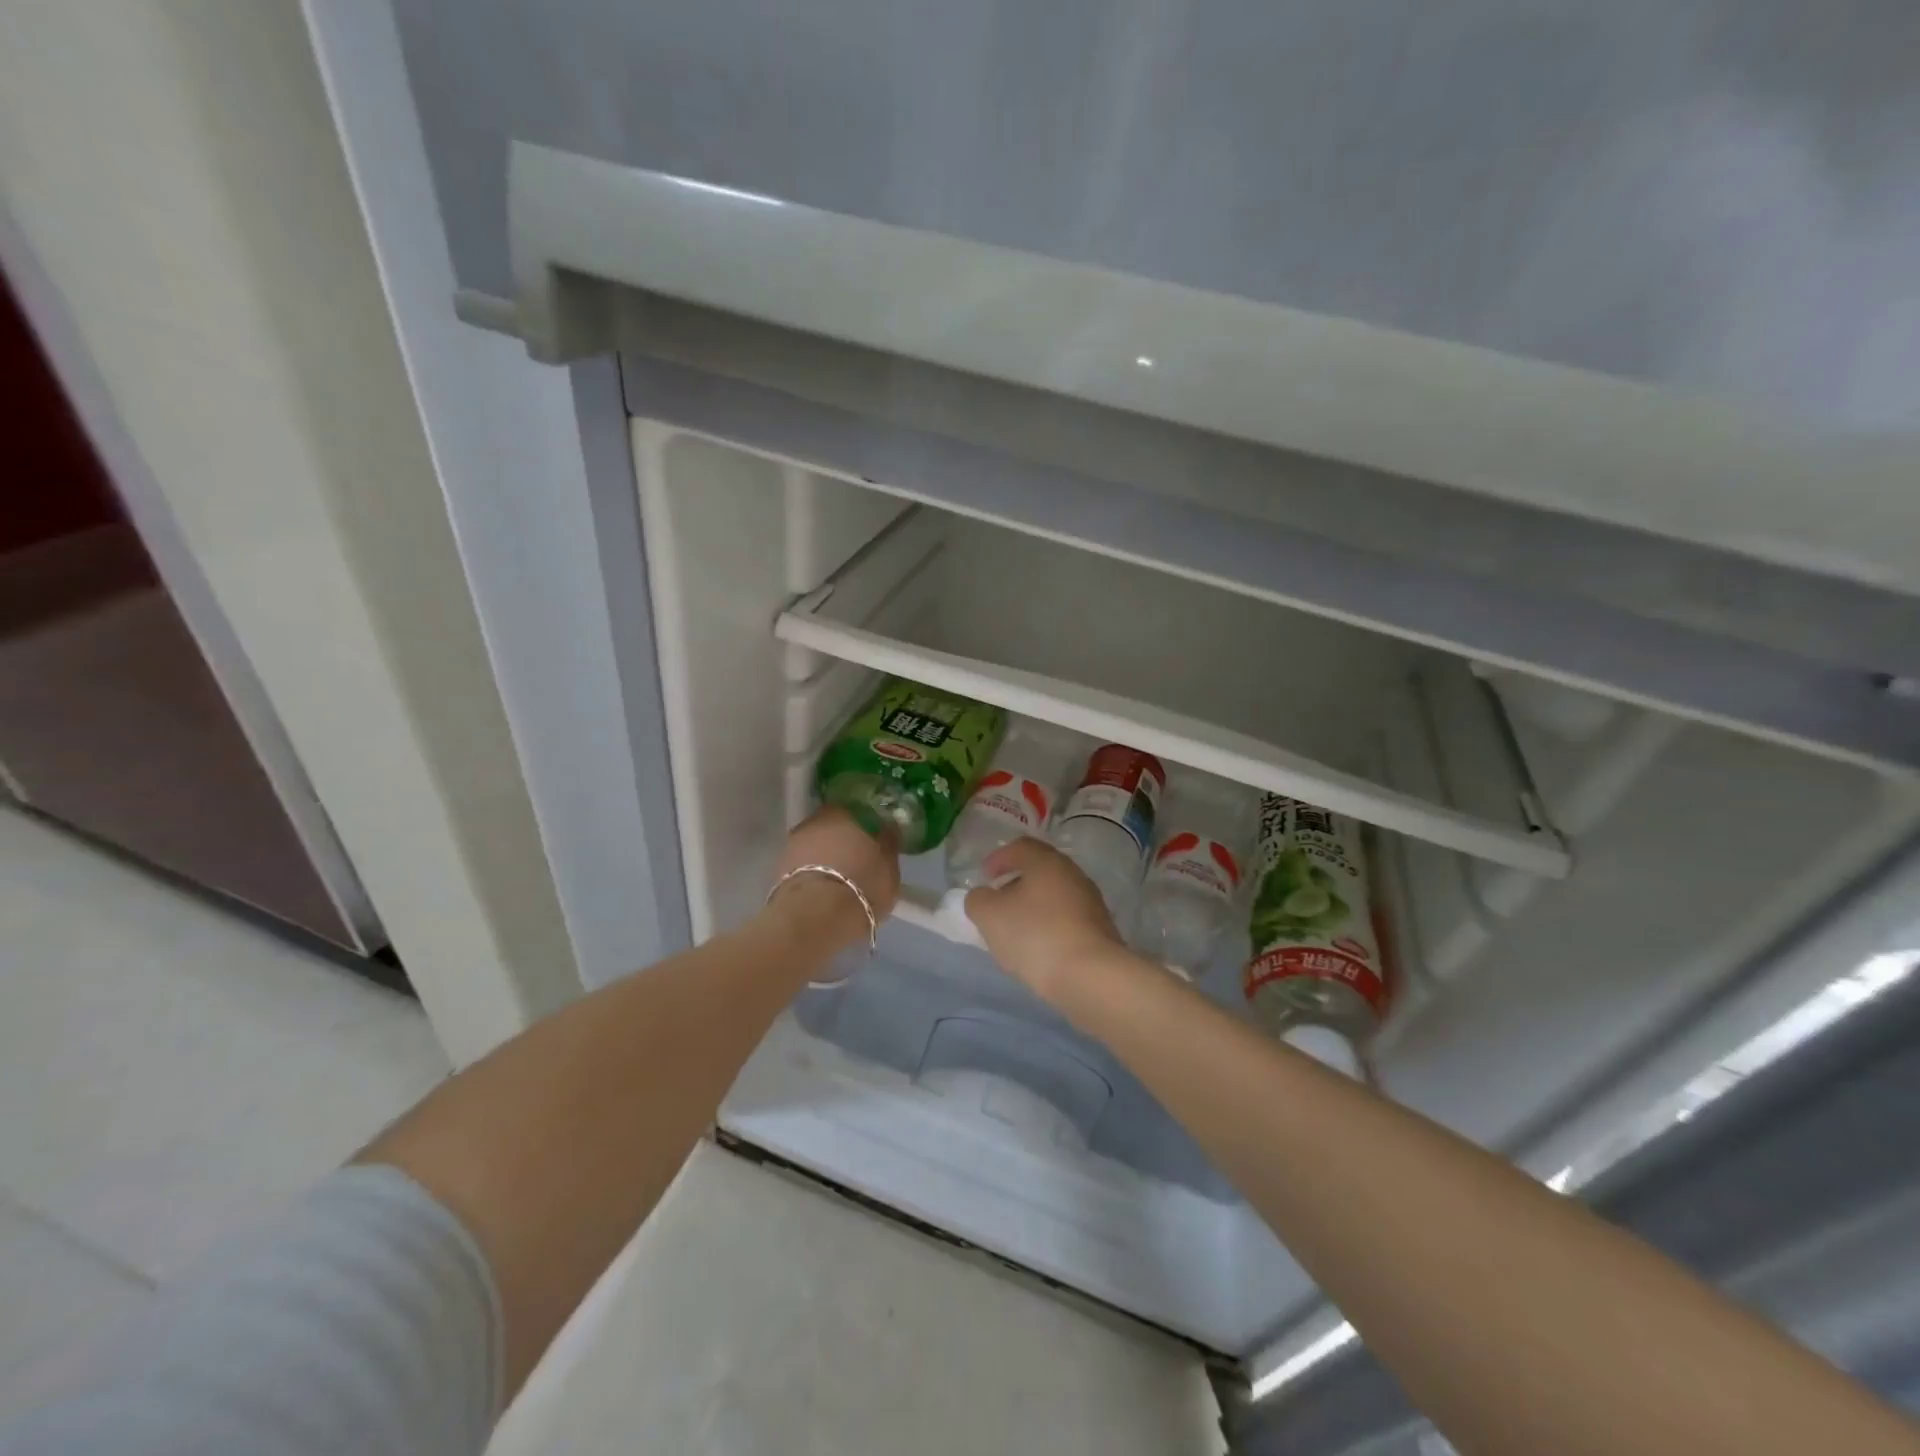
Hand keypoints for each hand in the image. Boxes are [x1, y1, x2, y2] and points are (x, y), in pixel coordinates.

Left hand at [767, 807, 900, 950]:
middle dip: (845, 839)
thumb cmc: (862, 887)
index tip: (876, 841)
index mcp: (847, 812)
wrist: (814, 917)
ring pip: (817, 843)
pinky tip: (822, 888)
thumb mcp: (890, 870)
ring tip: (839, 878)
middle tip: (858, 860)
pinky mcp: (779, 865)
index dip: (869, 826)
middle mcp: (818, 819)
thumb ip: (888, 846)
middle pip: (835, 826)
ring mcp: (795, 841)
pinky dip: (812, 871)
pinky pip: (803, 863)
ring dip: (826, 855)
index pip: (861, 811)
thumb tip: (889, 830)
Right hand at [964, 837, 1123, 1002]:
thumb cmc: (1035, 935)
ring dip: (1033, 906)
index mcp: (1047, 862)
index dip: (998, 858)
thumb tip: (982, 897)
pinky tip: (1039, 947)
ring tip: (1015, 929)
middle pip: (1040, 870)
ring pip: (1054, 895)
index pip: (1020, 847)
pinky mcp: (1101, 930)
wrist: (1091, 976)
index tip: (984, 876)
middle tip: (997, 902)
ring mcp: (1091, 902)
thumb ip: (978, 900)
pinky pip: (1067, 919)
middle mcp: (1073, 874)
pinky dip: (1049, 925)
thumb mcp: (990, 916)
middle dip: (1015, 883)